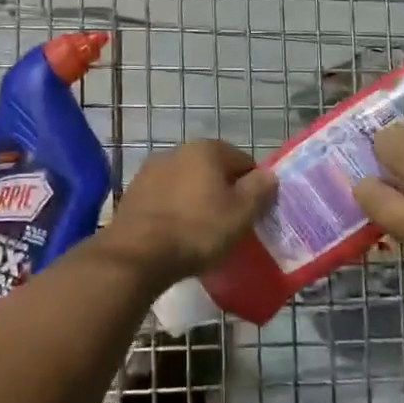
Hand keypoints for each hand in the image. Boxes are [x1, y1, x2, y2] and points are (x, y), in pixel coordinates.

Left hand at [98, 140, 275, 288]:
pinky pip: (166, 198)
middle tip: (231, 223)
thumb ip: (259, 190)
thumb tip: (269, 175)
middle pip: (212, 170)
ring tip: (202, 232)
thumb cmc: (197, 230)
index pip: (243, 161)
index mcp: (206, 149)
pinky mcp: (134, 192)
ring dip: (197, 200)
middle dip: (223, 192)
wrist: (138, 253)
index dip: (253, 187)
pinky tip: (177, 233)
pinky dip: (175, 210)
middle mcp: (177, 150)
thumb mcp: (241, 213)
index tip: (254, 213)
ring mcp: (151, 170)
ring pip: (187, 183)